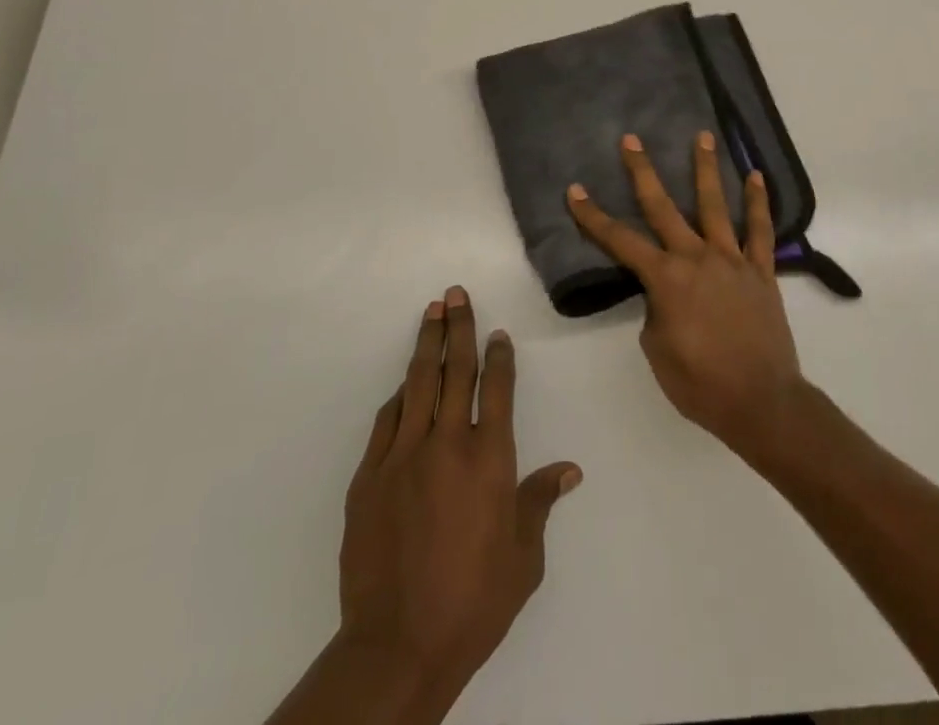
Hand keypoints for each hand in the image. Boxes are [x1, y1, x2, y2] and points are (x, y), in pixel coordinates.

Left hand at [336, 288, 581, 712]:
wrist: (399, 645)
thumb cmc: (474, 601)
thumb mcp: (524, 558)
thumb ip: (540, 502)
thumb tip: (569, 469)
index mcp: (490, 458)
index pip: (498, 389)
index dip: (499, 356)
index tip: (498, 333)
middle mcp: (448, 443)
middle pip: (456, 371)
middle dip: (459, 328)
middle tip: (457, 293)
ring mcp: (403, 456)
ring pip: (418, 384)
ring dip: (427, 344)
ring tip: (432, 312)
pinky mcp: (370, 476)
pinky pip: (387, 421)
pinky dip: (399, 396)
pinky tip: (404, 383)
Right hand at [566, 134, 807, 459]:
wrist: (762, 403)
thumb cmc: (701, 384)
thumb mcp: (657, 350)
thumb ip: (656, 310)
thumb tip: (665, 292)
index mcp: (666, 279)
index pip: (620, 241)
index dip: (593, 216)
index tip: (575, 190)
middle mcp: (696, 258)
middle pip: (663, 207)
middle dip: (643, 172)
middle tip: (631, 140)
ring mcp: (732, 260)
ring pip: (715, 205)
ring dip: (705, 168)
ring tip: (701, 135)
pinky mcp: (761, 270)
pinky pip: (760, 230)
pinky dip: (759, 202)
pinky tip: (756, 176)